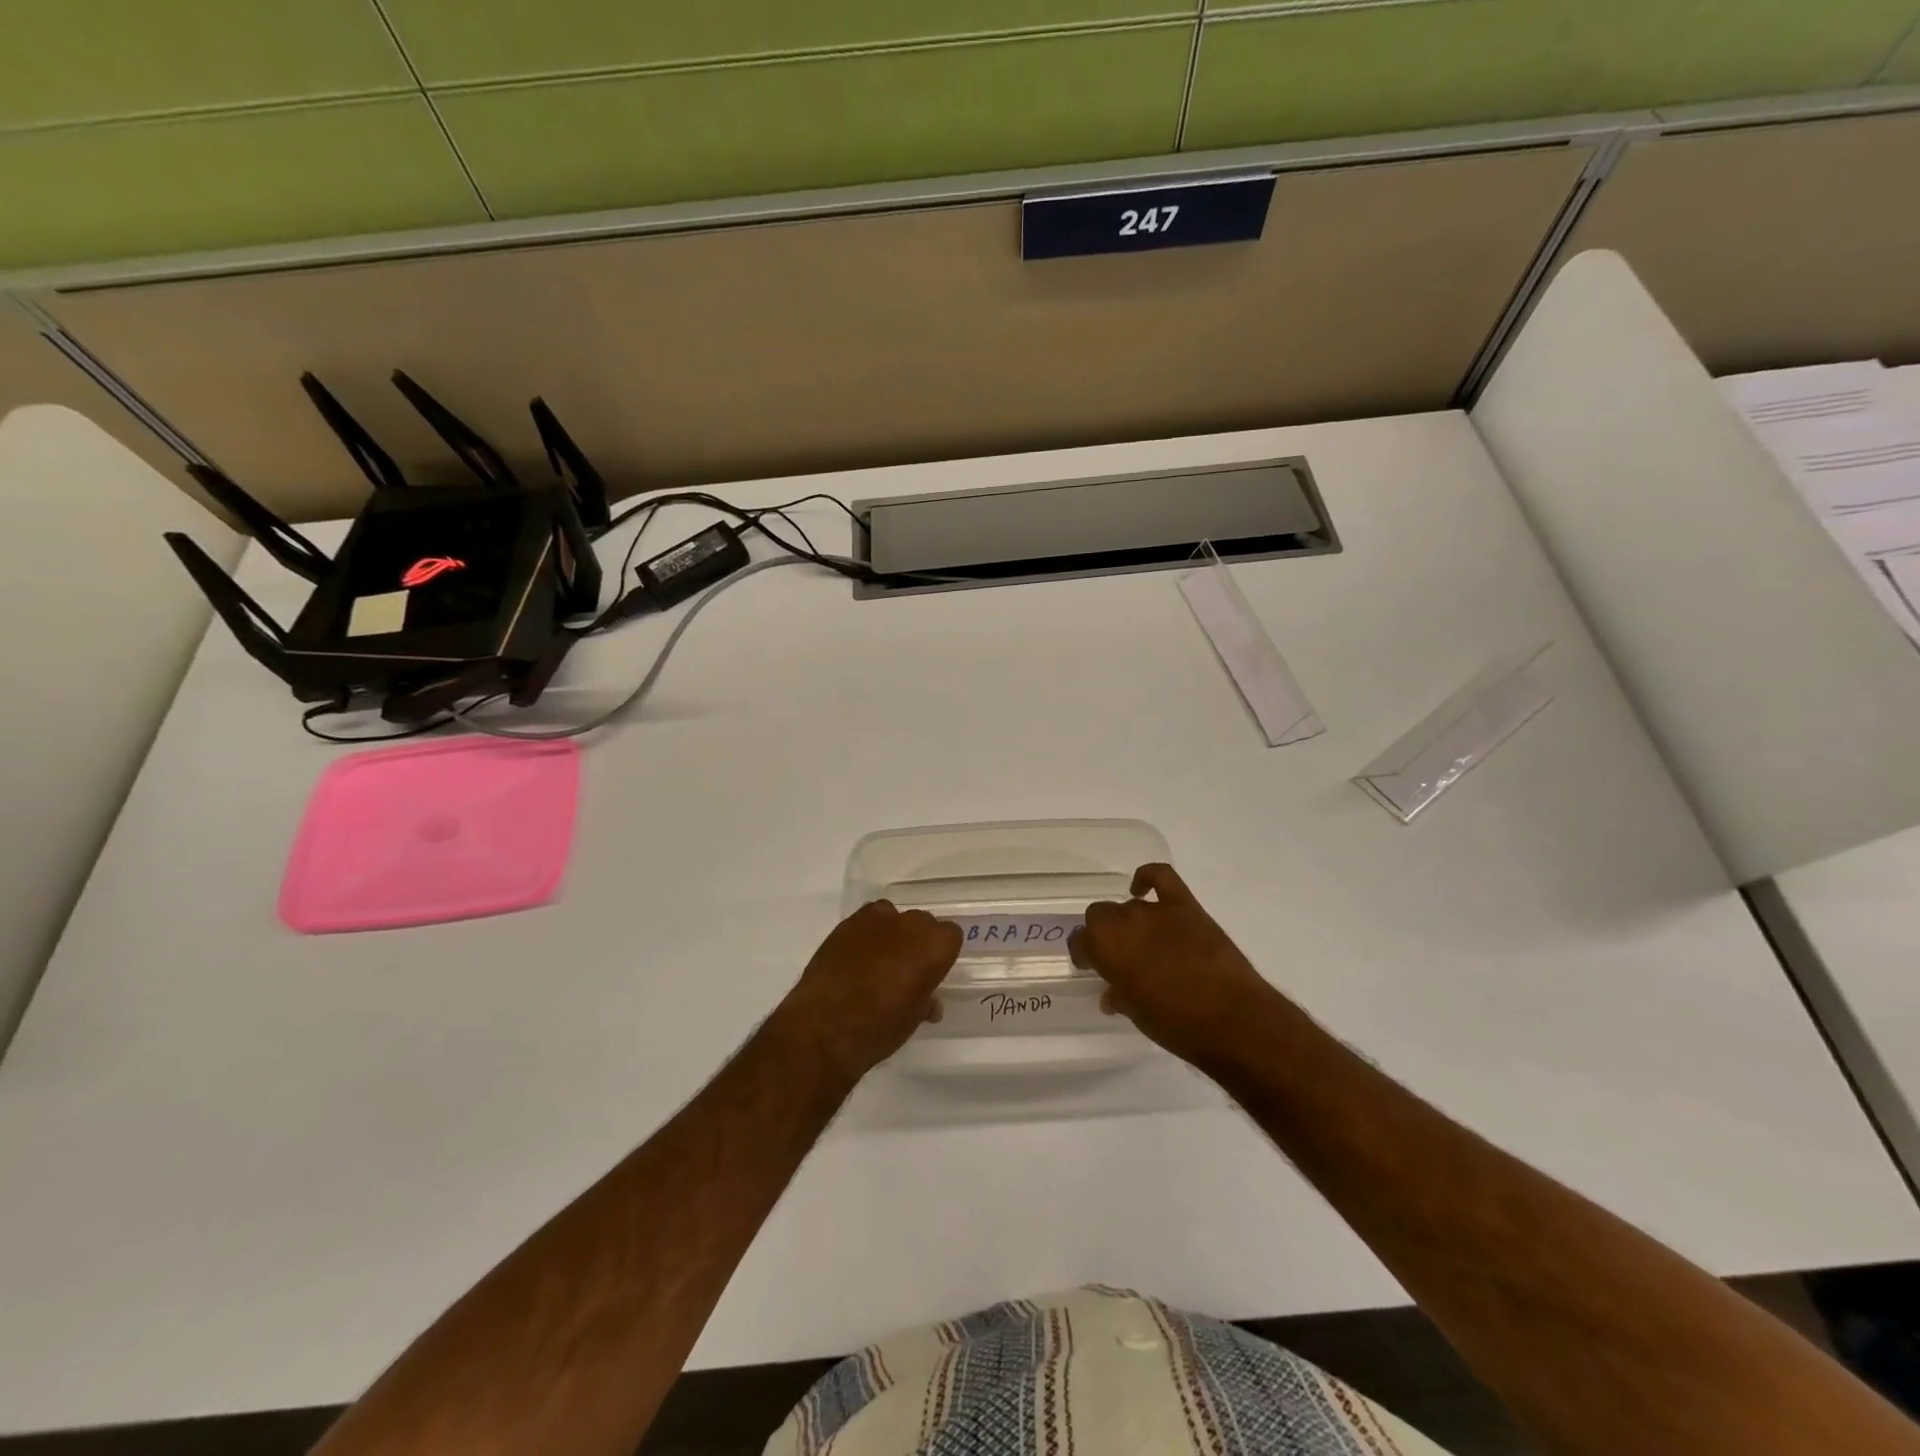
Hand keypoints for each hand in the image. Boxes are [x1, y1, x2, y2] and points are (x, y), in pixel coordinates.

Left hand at [771, 901, 962, 1084]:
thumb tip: (929, 1001)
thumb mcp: (912, 1019)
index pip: (951, 935)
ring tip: (879, 961)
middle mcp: (909, 925)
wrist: (824, 1028)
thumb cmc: (879, 1029)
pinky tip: (856, 957)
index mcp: (934, 947)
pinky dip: (867, 934)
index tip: (932, 971)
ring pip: (894, 917)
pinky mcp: (847, 923)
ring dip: (892, 934)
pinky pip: (866, 920)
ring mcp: (876, 920)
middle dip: (918, 941)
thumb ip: (926, 1000)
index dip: (942, 953)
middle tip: (906, 969)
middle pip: (922, 923)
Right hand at [1070, 863, 1283, 1069]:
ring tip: (1141, 943)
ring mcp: (1156, 911)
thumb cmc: (1176, 1025)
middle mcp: (1124, 921)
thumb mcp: (1137, 1015)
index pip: (1080, 941)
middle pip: (1099, 915)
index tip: (1092, 968)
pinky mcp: (1186, 905)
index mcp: (1105, 948)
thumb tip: (1112, 994)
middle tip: (1116, 957)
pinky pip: (1161, 876)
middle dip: (1103, 934)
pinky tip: (1142, 889)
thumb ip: (1119, 996)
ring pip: (1129, 906)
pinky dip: (1148, 878)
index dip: (1084, 955)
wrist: (1232, 1019)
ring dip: (1129, 922)